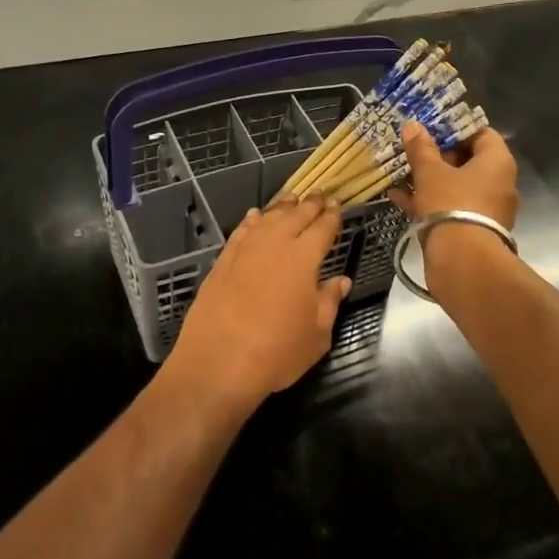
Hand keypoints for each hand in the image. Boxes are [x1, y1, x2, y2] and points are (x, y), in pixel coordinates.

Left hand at [161, 196, 350, 418]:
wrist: (217, 363)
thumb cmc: (276, 352)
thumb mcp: (317, 335)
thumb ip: (329, 302)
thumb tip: (341, 281)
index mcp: (304, 258)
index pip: (322, 227)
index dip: (332, 215)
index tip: (337, 205)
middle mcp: (274, 244)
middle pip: (295, 215)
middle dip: (310, 204)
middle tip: (319, 195)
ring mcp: (245, 250)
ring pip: (267, 218)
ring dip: (282, 207)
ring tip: (291, 199)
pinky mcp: (222, 261)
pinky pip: (242, 231)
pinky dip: (252, 220)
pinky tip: (256, 216)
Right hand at [388, 121, 519, 229]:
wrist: (462, 262)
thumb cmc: (451, 205)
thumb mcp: (430, 173)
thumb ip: (421, 148)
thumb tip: (413, 125)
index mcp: (497, 162)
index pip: (481, 133)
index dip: (456, 129)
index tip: (431, 129)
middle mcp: (499, 183)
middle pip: (468, 160)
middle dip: (438, 155)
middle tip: (413, 151)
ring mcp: (488, 209)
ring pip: (457, 186)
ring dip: (430, 180)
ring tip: (401, 173)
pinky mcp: (475, 229)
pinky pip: (452, 207)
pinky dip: (430, 201)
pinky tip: (399, 198)